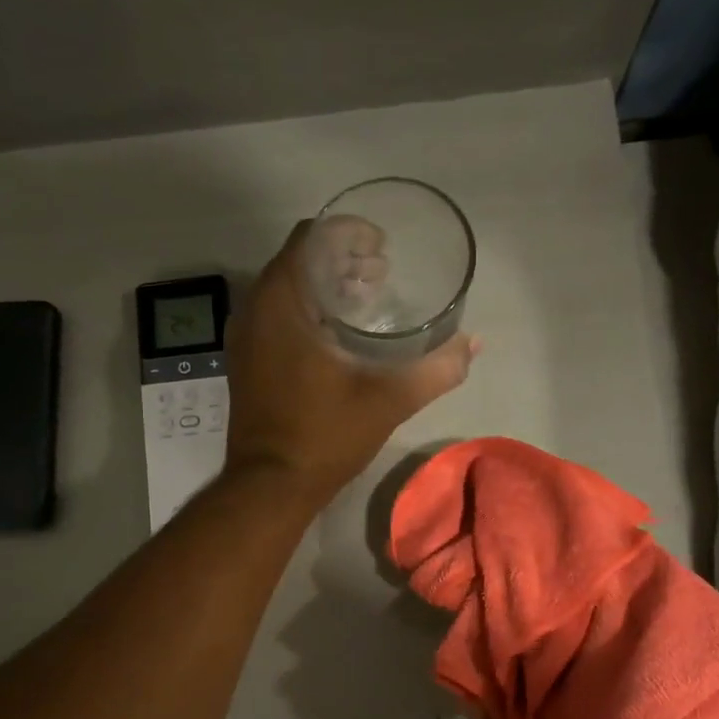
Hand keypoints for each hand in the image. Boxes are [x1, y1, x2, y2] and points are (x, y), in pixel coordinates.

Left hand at [225, 222, 478, 503]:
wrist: (270, 486)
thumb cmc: (324, 435)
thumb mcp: (388, 400)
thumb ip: (435, 368)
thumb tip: (473, 345)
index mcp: (282, 302)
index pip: (312, 237)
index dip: (350, 232)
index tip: (383, 247)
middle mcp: (255, 309)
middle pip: (299, 260)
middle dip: (341, 258)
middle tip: (382, 274)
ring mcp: (245, 337)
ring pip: (287, 289)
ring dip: (325, 286)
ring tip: (366, 300)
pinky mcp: (246, 361)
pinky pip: (277, 316)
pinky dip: (307, 312)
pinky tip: (338, 338)